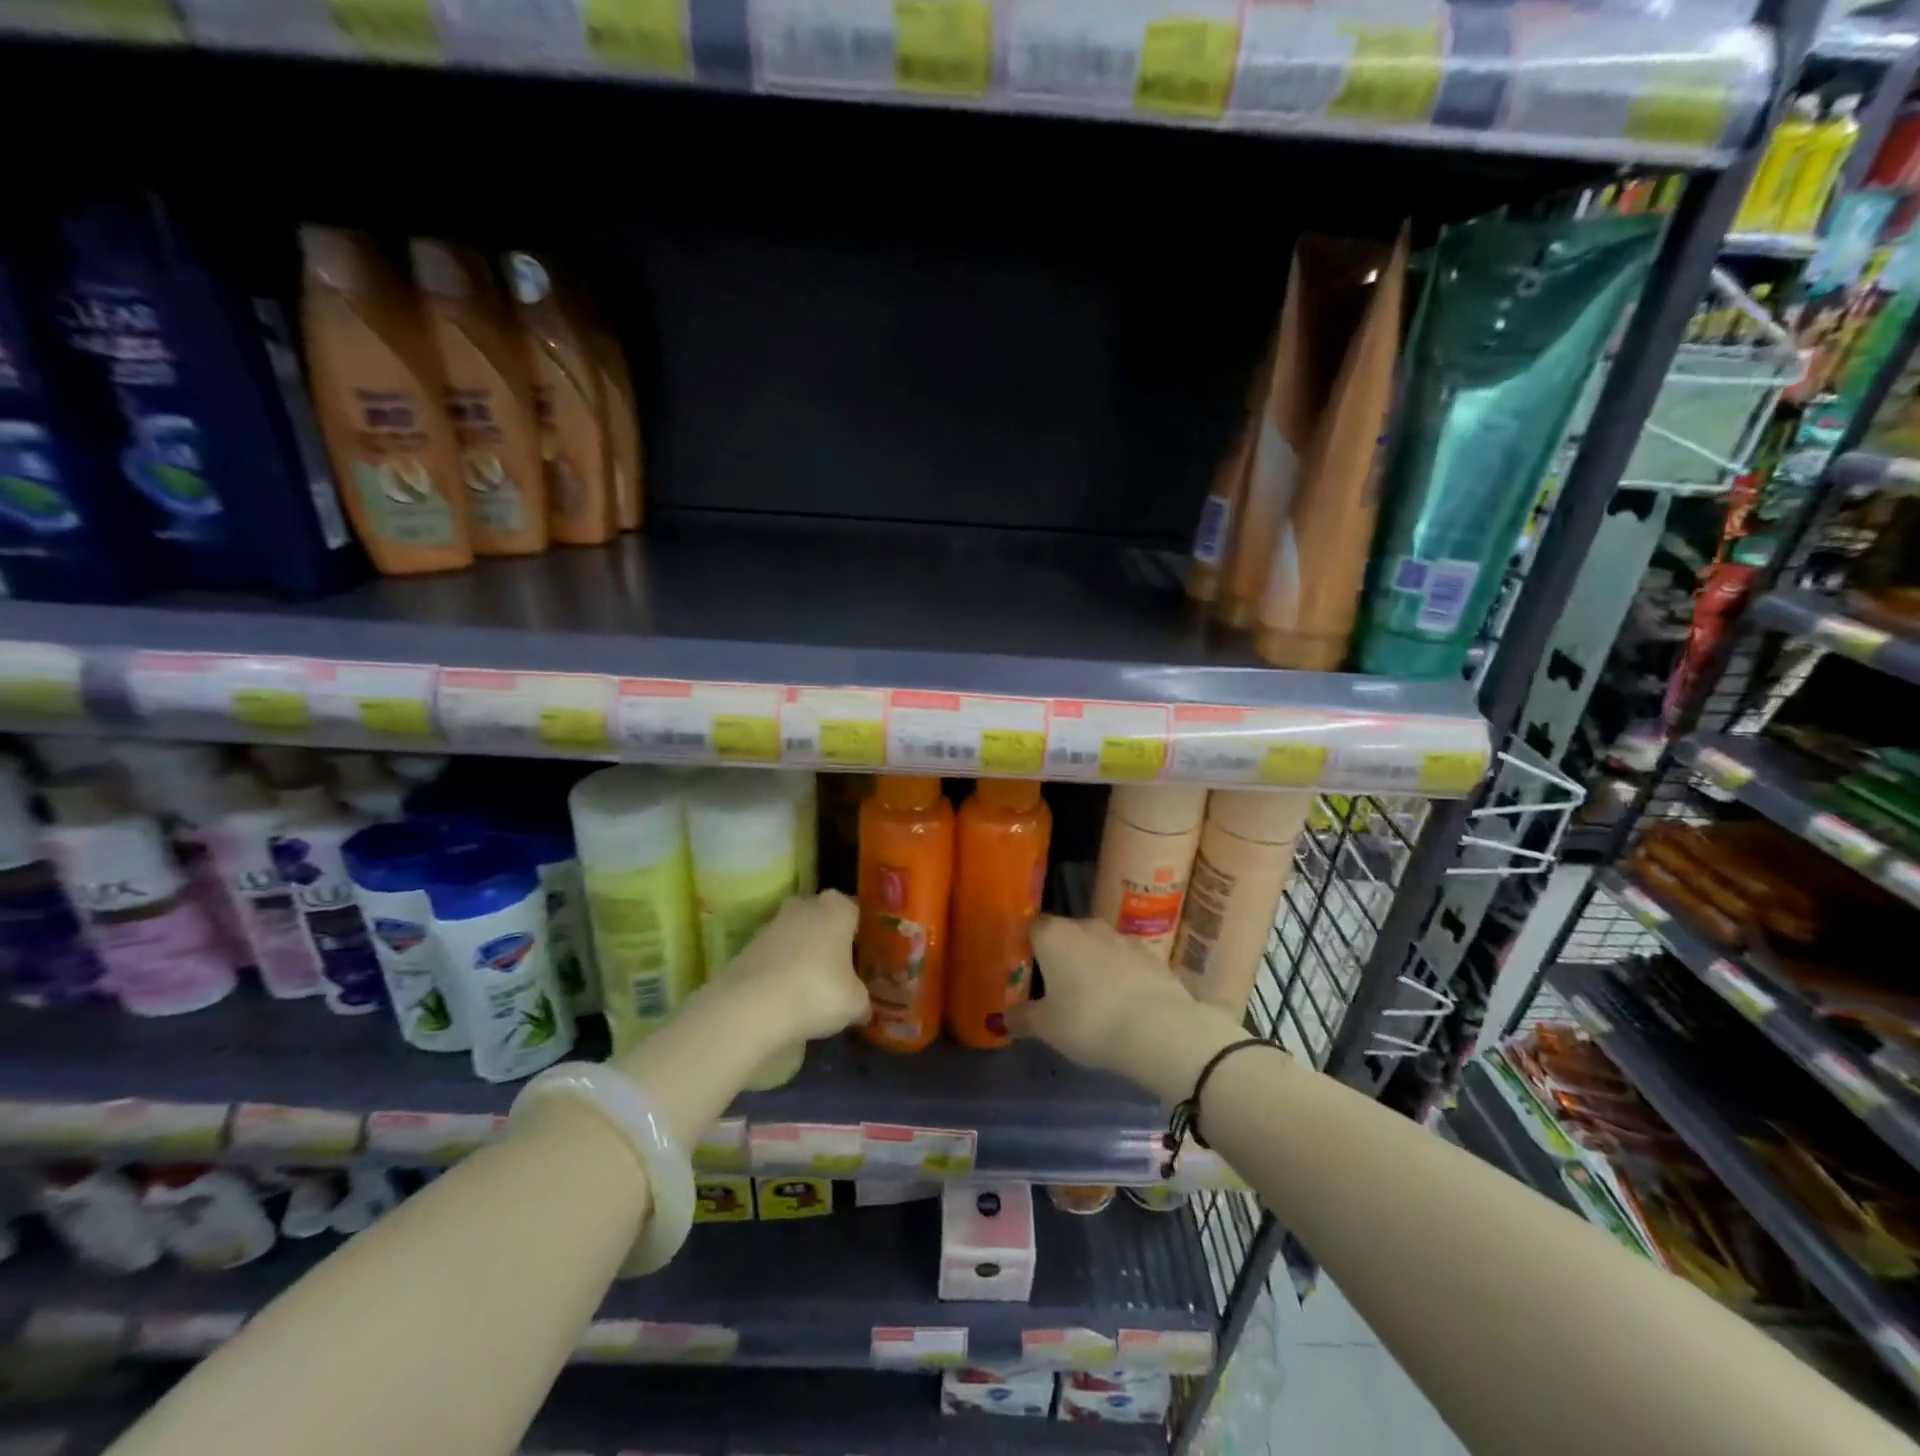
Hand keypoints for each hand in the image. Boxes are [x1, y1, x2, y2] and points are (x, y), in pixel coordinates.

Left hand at [706, 890, 867, 1042]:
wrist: (751, 1008)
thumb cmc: (816, 993)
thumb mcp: (854, 1004)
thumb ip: (862, 1000)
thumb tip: (863, 1008)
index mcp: (837, 909)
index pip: (854, 910)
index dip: (859, 931)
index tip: (862, 954)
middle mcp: (805, 906)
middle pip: (822, 916)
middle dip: (828, 937)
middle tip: (838, 968)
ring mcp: (772, 923)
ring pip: (795, 933)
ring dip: (801, 952)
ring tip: (809, 986)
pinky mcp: (747, 945)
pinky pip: (773, 953)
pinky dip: (779, 968)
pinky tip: (784, 994)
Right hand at [1007, 917, 1204, 1082]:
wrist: (1159, 1028)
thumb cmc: (1088, 1021)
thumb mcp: (1046, 1027)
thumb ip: (1022, 1018)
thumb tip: (1004, 1018)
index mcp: (1053, 934)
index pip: (1031, 927)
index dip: (1025, 947)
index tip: (1023, 971)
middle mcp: (1085, 925)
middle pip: (1064, 935)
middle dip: (1059, 956)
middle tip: (1053, 988)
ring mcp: (1121, 937)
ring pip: (1095, 946)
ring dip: (1090, 965)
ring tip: (1089, 998)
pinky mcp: (1150, 954)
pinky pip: (1123, 961)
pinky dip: (1118, 976)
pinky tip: (1120, 1003)